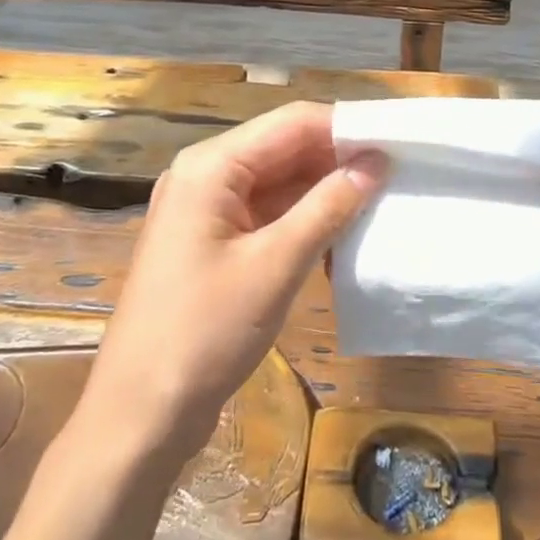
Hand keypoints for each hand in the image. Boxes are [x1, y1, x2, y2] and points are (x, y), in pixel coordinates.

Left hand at [77, 101, 385, 464]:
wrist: (140, 416)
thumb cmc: (204, 333)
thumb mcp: (275, 266)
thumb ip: (328, 208)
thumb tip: (376, 163)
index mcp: (211, 166)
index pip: (292, 123)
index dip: (345, 128)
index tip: (398, 142)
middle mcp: (207, 176)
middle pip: (285, 149)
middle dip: (339, 160)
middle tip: (399, 175)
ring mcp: (209, 211)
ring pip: (280, 183)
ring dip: (326, 193)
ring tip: (382, 204)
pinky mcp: (215, 244)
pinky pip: (269, 215)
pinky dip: (305, 222)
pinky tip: (342, 239)